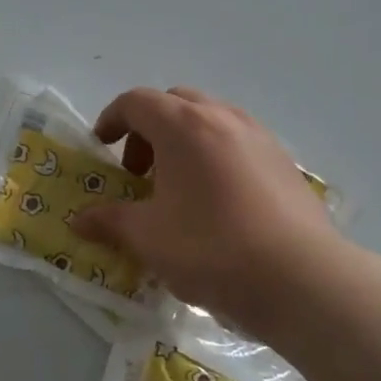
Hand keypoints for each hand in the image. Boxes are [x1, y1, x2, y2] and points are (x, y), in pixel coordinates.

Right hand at [70, 87, 345, 328]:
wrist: (302, 278)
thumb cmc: (212, 248)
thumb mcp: (149, 239)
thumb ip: (110, 222)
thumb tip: (79, 221)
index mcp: (183, 125)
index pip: (136, 102)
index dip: (112, 119)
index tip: (101, 147)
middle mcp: (222, 117)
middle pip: (174, 103)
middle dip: (149, 130)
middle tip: (139, 172)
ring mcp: (258, 136)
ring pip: (209, 119)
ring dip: (184, 141)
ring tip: (179, 188)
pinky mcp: (284, 160)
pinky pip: (238, 141)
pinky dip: (215, 155)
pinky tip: (218, 201)